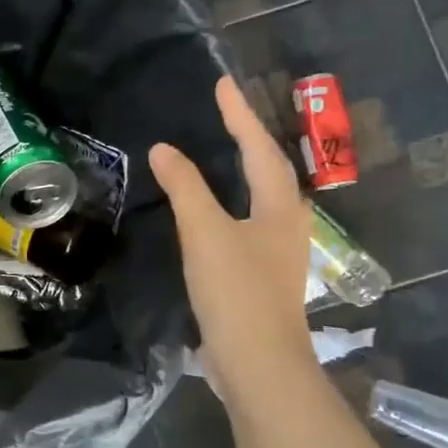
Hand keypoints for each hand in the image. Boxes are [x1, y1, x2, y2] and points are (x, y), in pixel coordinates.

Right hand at [149, 76, 316, 405]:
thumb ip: (185, 188)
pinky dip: (226, 203)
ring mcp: (274, 252)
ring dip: (240, 170)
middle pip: (268, 169)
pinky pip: (243, 222)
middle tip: (224, 112)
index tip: (222, 83)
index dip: (239, 115)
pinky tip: (210, 211)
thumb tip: (163, 148)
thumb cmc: (237, 291)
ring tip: (219, 151)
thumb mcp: (205, 233)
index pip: (258, 148)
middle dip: (248, 138)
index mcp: (278, 206)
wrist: (258, 364)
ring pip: (258, 197)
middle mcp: (284, 223)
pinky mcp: (258, 275)